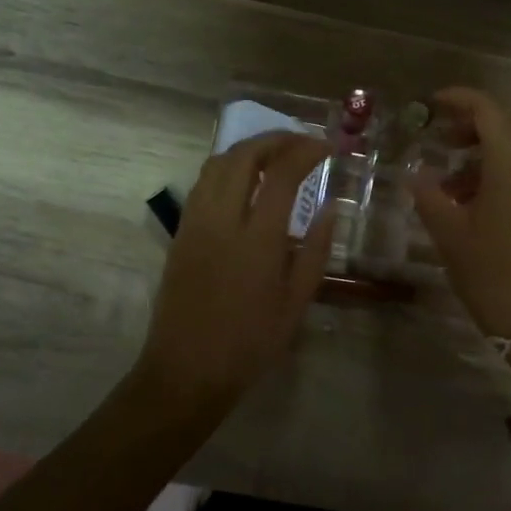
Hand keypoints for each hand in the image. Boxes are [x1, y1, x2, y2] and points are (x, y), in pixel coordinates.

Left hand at [137, 132, 335, 412]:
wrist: (186, 371)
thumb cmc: (250, 343)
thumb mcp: (296, 303)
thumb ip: (314, 251)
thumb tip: (329, 208)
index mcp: (258, 239)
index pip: (282, 174)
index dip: (306, 151)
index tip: (326, 147)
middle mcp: (222, 220)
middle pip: (243, 156)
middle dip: (275, 139)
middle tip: (301, 142)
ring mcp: (195, 224)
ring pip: (216, 164)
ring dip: (247, 149)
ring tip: (274, 155)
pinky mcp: (180, 233)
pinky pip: (202, 184)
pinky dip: (226, 168)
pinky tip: (243, 181)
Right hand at [405, 87, 510, 340]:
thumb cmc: (493, 275)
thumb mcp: (450, 234)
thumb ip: (429, 195)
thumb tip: (416, 174)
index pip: (487, 108)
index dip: (458, 99)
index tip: (432, 104)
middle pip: (509, 119)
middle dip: (474, 122)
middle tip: (443, 138)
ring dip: (492, 146)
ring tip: (458, 177)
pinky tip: (485, 195)